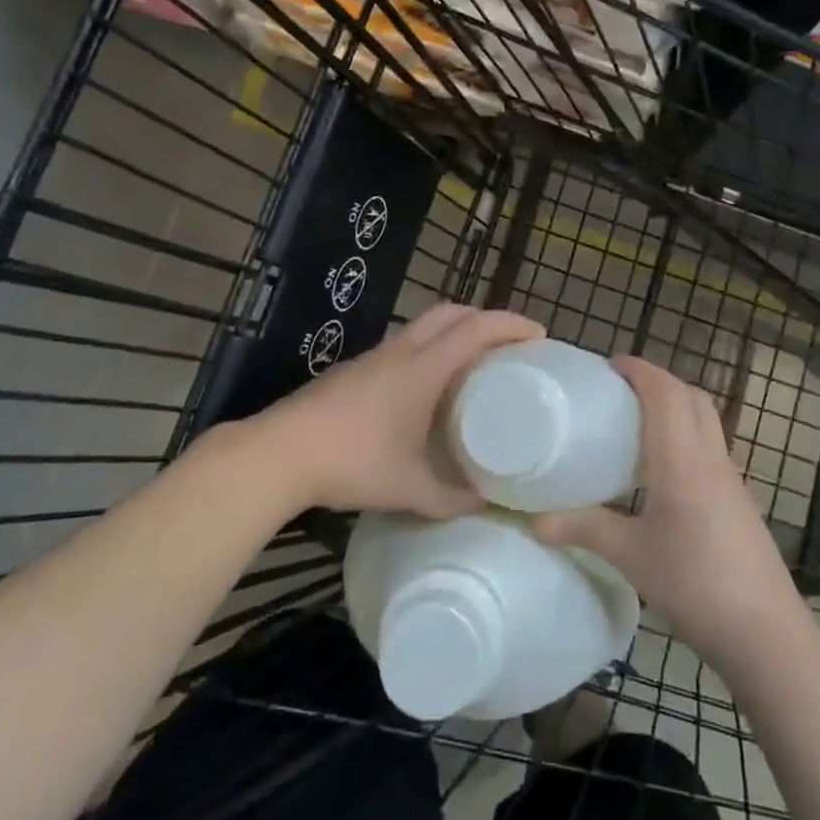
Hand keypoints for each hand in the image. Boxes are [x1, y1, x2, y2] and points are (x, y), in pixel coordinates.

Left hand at [250, 302, 543, 516]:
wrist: (280, 453)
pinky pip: (405, 343)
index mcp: (423, 368)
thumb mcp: (409, 488)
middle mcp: (402, 350)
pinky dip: (430, 347)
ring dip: (455, 330)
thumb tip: (487, 507)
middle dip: (485, 318)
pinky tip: (429, 384)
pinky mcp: (356, 368)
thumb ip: (451, 499)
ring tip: (474, 362)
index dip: (511, 325)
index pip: (476, 329)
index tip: (539, 334)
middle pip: (451, 312)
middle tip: (510, 344)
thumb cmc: (352, 462)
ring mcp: (375, 356)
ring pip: (425, 325)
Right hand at [534, 357, 805, 674]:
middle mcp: (711, 458)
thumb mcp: (630, 556)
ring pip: (706, 420)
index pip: (665, 392)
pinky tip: (662, 471)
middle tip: (619, 391)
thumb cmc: (694, 585)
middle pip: (691, 397)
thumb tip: (535, 520)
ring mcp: (731, 479)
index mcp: (682, 459)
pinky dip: (687, 436)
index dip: (639, 369)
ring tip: (636, 424)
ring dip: (676, 406)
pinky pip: (711, 447)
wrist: (766, 635)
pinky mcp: (739, 501)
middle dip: (658, 381)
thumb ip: (584, 529)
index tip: (608, 366)